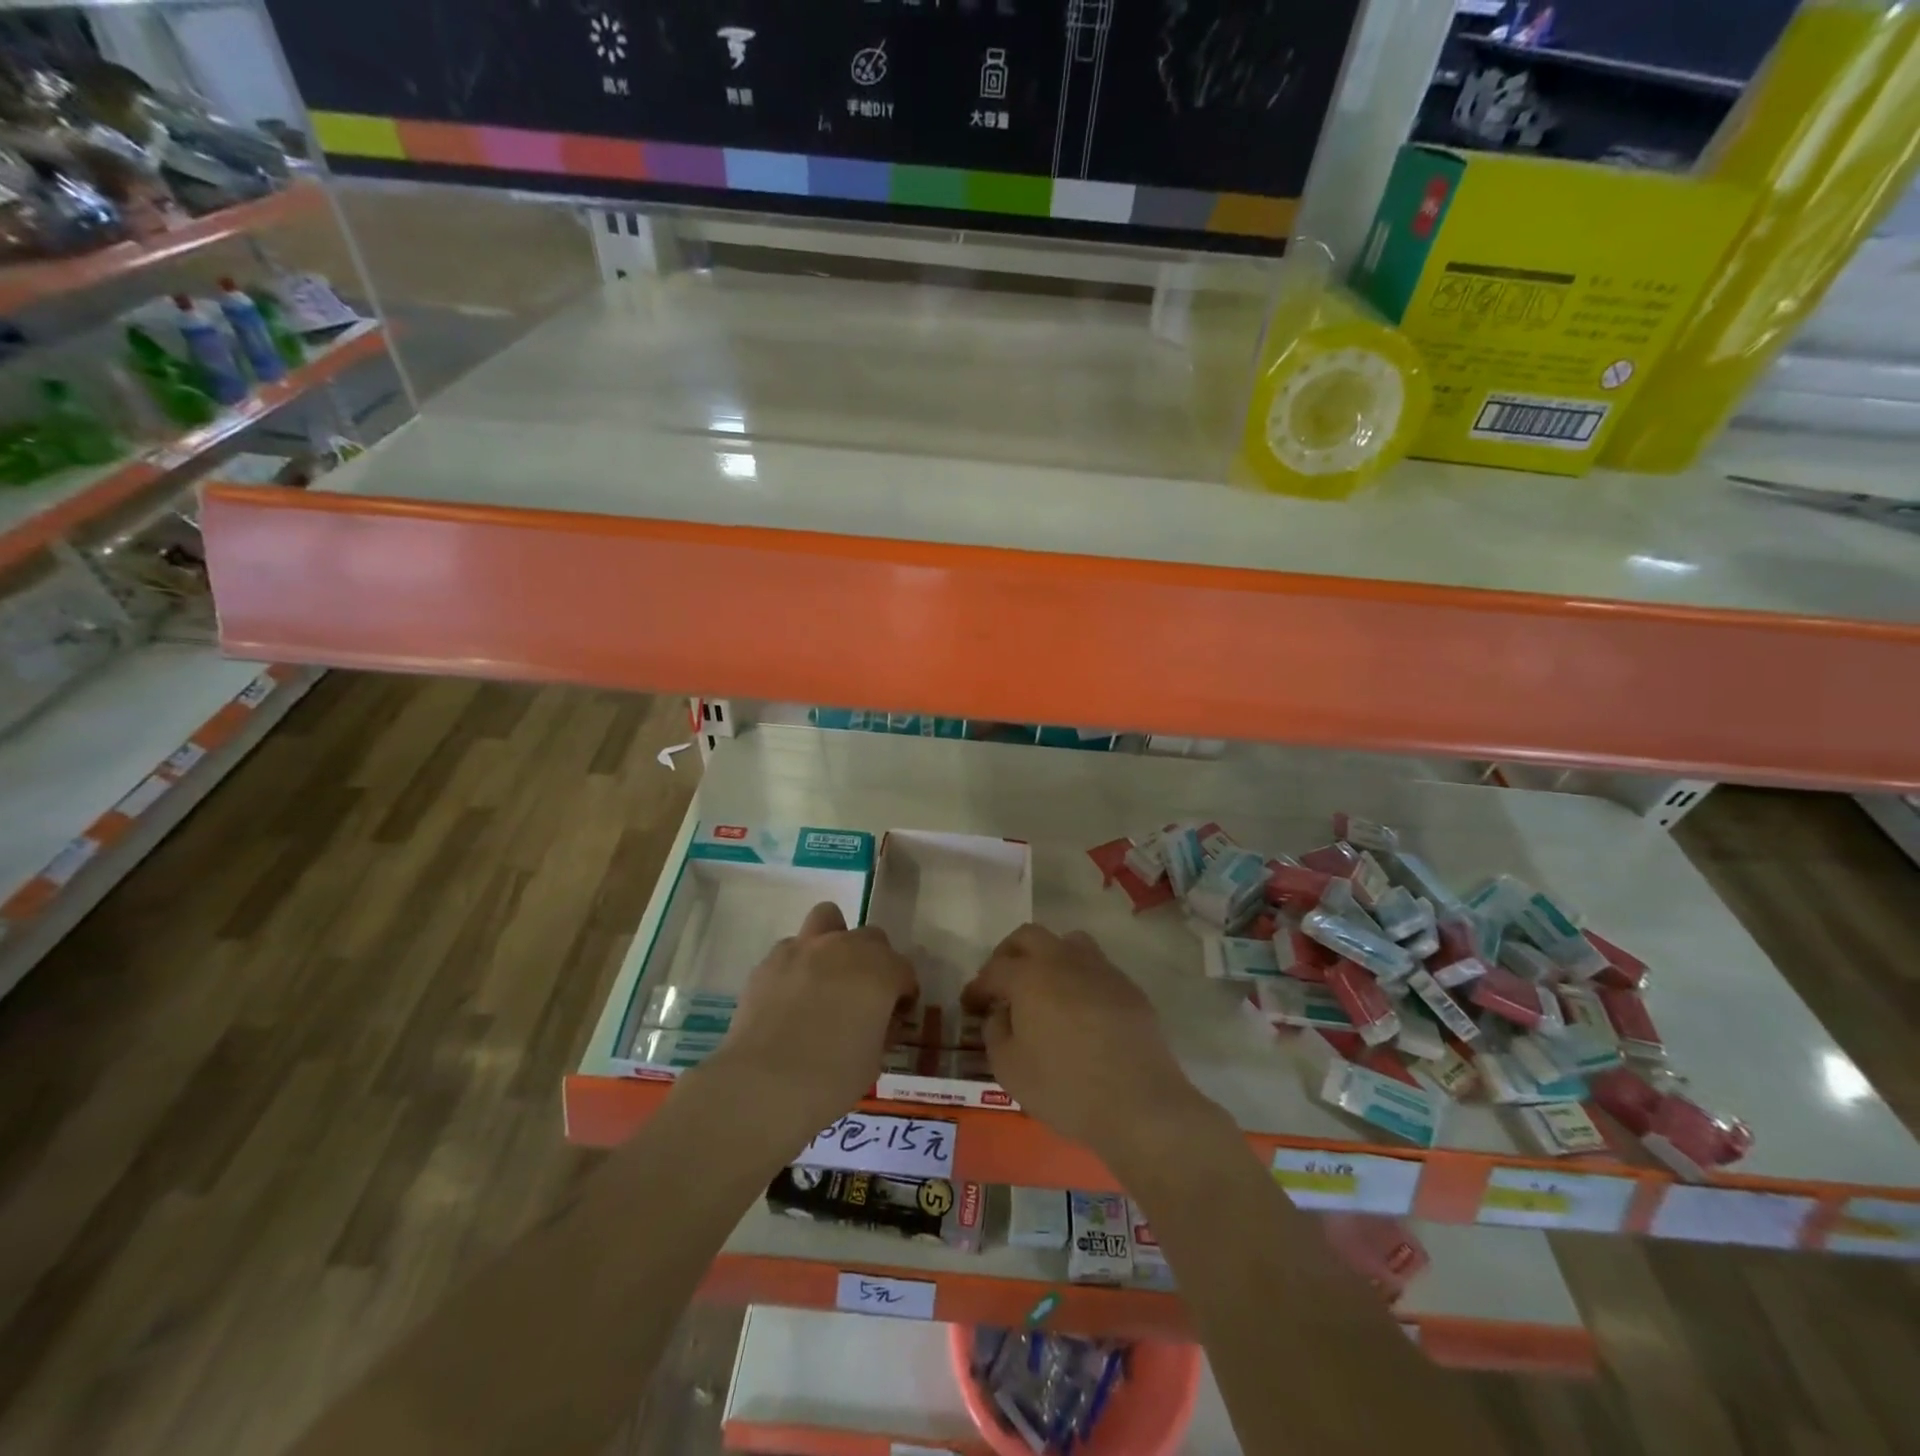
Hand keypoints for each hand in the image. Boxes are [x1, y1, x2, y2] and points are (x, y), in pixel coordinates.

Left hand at [710, 902, 917, 1142]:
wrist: (762, 1084)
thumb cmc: (831, 1079)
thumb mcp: (873, 1062)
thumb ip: (880, 1030)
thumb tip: (876, 1021)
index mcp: (880, 970)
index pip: (904, 971)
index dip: (903, 994)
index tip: (895, 1017)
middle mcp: (846, 948)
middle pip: (872, 938)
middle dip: (874, 962)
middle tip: (864, 996)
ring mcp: (804, 948)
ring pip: (828, 919)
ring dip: (834, 941)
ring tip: (827, 975)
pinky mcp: (770, 960)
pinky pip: (792, 947)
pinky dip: (798, 963)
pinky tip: (791, 994)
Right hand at [961, 924, 1226, 1167]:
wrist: (1139, 1103)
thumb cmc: (1065, 1088)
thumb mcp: (1010, 1069)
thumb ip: (996, 1032)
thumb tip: (1000, 1013)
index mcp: (1029, 976)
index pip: (994, 970)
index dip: (977, 987)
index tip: (970, 1005)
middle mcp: (1063, 960)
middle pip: (1029, 937)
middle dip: (1009, 955)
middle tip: (1002, 984)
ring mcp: (1100, 970)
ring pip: (1068, 942)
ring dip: (1048, 957)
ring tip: (1044, 988)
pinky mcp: (1128, 987)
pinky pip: (1096, 968)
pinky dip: (1079, 978)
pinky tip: (1079, 1009)